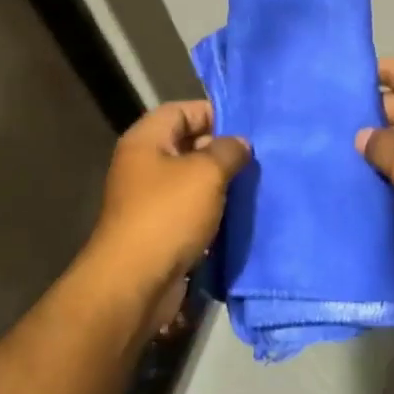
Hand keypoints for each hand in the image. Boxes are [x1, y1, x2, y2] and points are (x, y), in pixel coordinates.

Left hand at [88, 100, 250, 295]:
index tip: (246, 127)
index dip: (212, 113)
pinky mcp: (159, 231)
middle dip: (221, 150)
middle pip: (186, 145)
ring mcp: (150, 200)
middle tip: (258, 159)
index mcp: (145, 141)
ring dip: (220, 185)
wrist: (135, 282)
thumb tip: (239, 143)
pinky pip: (190, 212)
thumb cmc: (168, 215)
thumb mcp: (206, 173)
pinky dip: (212, 213)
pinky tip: (239, 216)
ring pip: (191, 181)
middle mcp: (143, 165)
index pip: (180, 110)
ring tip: (254, 186)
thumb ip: (227, 151)